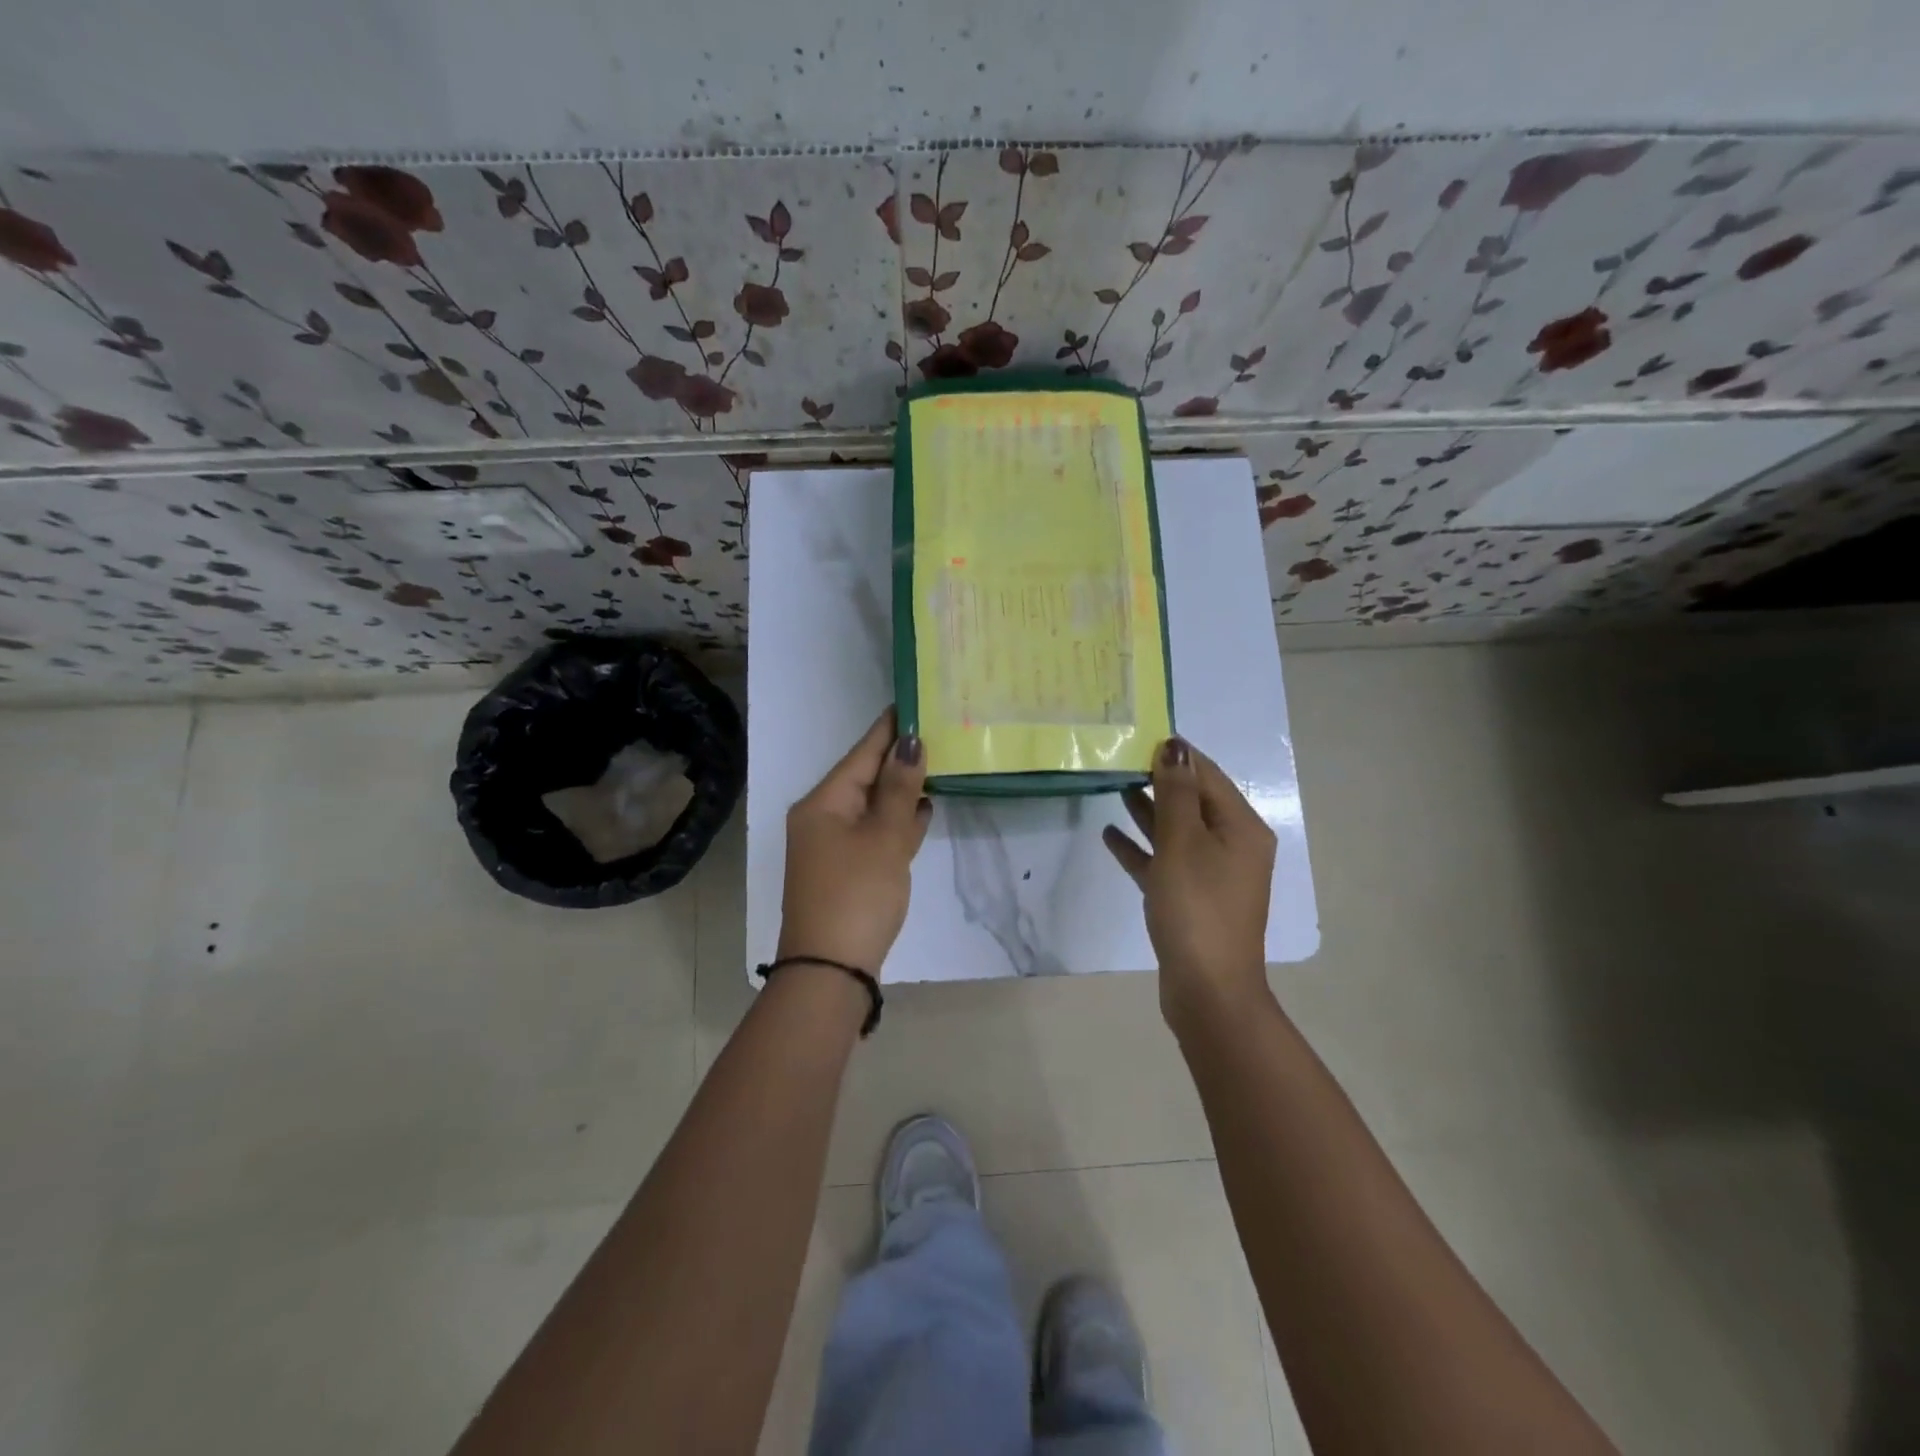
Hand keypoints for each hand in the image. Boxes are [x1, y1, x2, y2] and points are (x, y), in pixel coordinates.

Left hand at [778, 710, 932, 974]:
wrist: (831, 971)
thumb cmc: (856, 894)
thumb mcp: (882, 838)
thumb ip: (898, 790)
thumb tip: (911, 742)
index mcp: (823, 803)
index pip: (861, 753)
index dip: (890, 728)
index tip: (915, 700)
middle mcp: (824, 818)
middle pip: (866, 777)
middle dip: (900, 757)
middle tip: (939, 729)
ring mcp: (835, 847)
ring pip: (873, 806)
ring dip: (902, 788)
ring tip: (939, 762)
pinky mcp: (849, 870)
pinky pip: (876, 833)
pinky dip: (898, 821)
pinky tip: (924, 810)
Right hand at [1103, 737, 1276, 1025]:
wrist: (1207, 989)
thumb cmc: (1197, 907)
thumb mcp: (1183, 842)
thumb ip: (1177, 793)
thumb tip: (1175, 746)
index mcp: (1241, 828)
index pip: (1208, 776)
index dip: (1177, 755)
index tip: (1140, 735)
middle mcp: (1232, 846)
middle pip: (1193, 802)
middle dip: (1159, 780)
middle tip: (1119, 759)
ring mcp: (1212, 875)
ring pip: (1176, 831)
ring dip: (1148, 810)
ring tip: (1113, 787)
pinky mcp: (1190, 899)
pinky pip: (1164, 862)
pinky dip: (1141, 848)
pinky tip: (1110, 836)